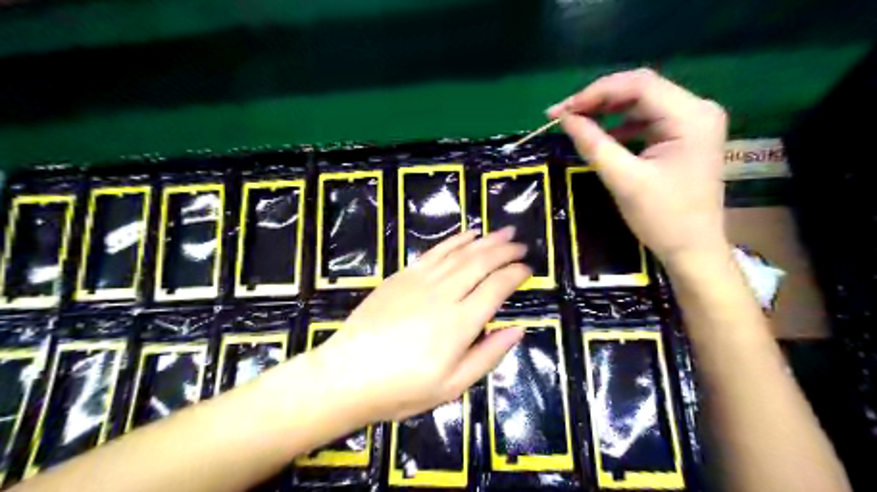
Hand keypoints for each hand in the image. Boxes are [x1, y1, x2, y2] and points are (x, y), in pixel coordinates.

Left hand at [311, 229, 530, 421]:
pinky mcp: (402, 276)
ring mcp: (420, 281)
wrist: (347, 375)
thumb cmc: (401, 388)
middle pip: (481, 263)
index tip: (528, 269)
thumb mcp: (452, 386)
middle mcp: (444, 294)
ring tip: (503, 231)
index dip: (516, 274)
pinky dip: (454, 240)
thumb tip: (517, 330)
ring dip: (485, 240)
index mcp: (460, 323)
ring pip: (460, 252)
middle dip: (505, 250)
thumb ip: (488, 355)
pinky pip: (434, 252)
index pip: (497, 287)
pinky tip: (467, 235)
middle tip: (520, 243)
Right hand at [550, 66, 729, 265]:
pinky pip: (646, 121)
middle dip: (599, 99)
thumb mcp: (624, 180)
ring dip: (607, 111)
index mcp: (690, 116)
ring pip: (641, 103)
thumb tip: (565, 118)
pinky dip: (620, 125)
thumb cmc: (663, 218)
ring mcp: (692, 123)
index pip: (638, 85)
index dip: (595, 92)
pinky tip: (601, 136)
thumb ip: (594, 144)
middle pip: (640, 89)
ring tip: (577, 122)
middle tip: (564, 114)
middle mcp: (697, 110)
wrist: (693, 250)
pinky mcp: (684, 137)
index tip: (562, 110)